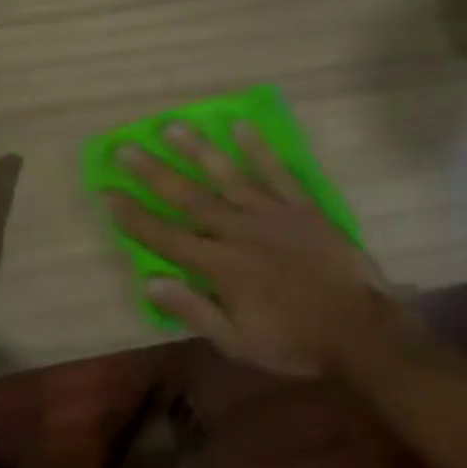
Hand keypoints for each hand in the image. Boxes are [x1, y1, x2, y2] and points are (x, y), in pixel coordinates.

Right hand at [107, 122, 413, 377]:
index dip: (134, 216)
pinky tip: (240, 126)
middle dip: (154, 173)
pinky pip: (276, 171)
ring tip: (171, 125)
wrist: (359, 329)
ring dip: (197, 150)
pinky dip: (258, 148)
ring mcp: (271, 213)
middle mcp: (239, 231)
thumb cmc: (295, 341)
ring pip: (227, 175)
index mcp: (221, 266)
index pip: (166, 237)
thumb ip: (194, 310)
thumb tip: (150, 283)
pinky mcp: (301, 206)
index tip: (107, 193)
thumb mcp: (238, 342)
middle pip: (189, 197)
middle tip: (127, 147)